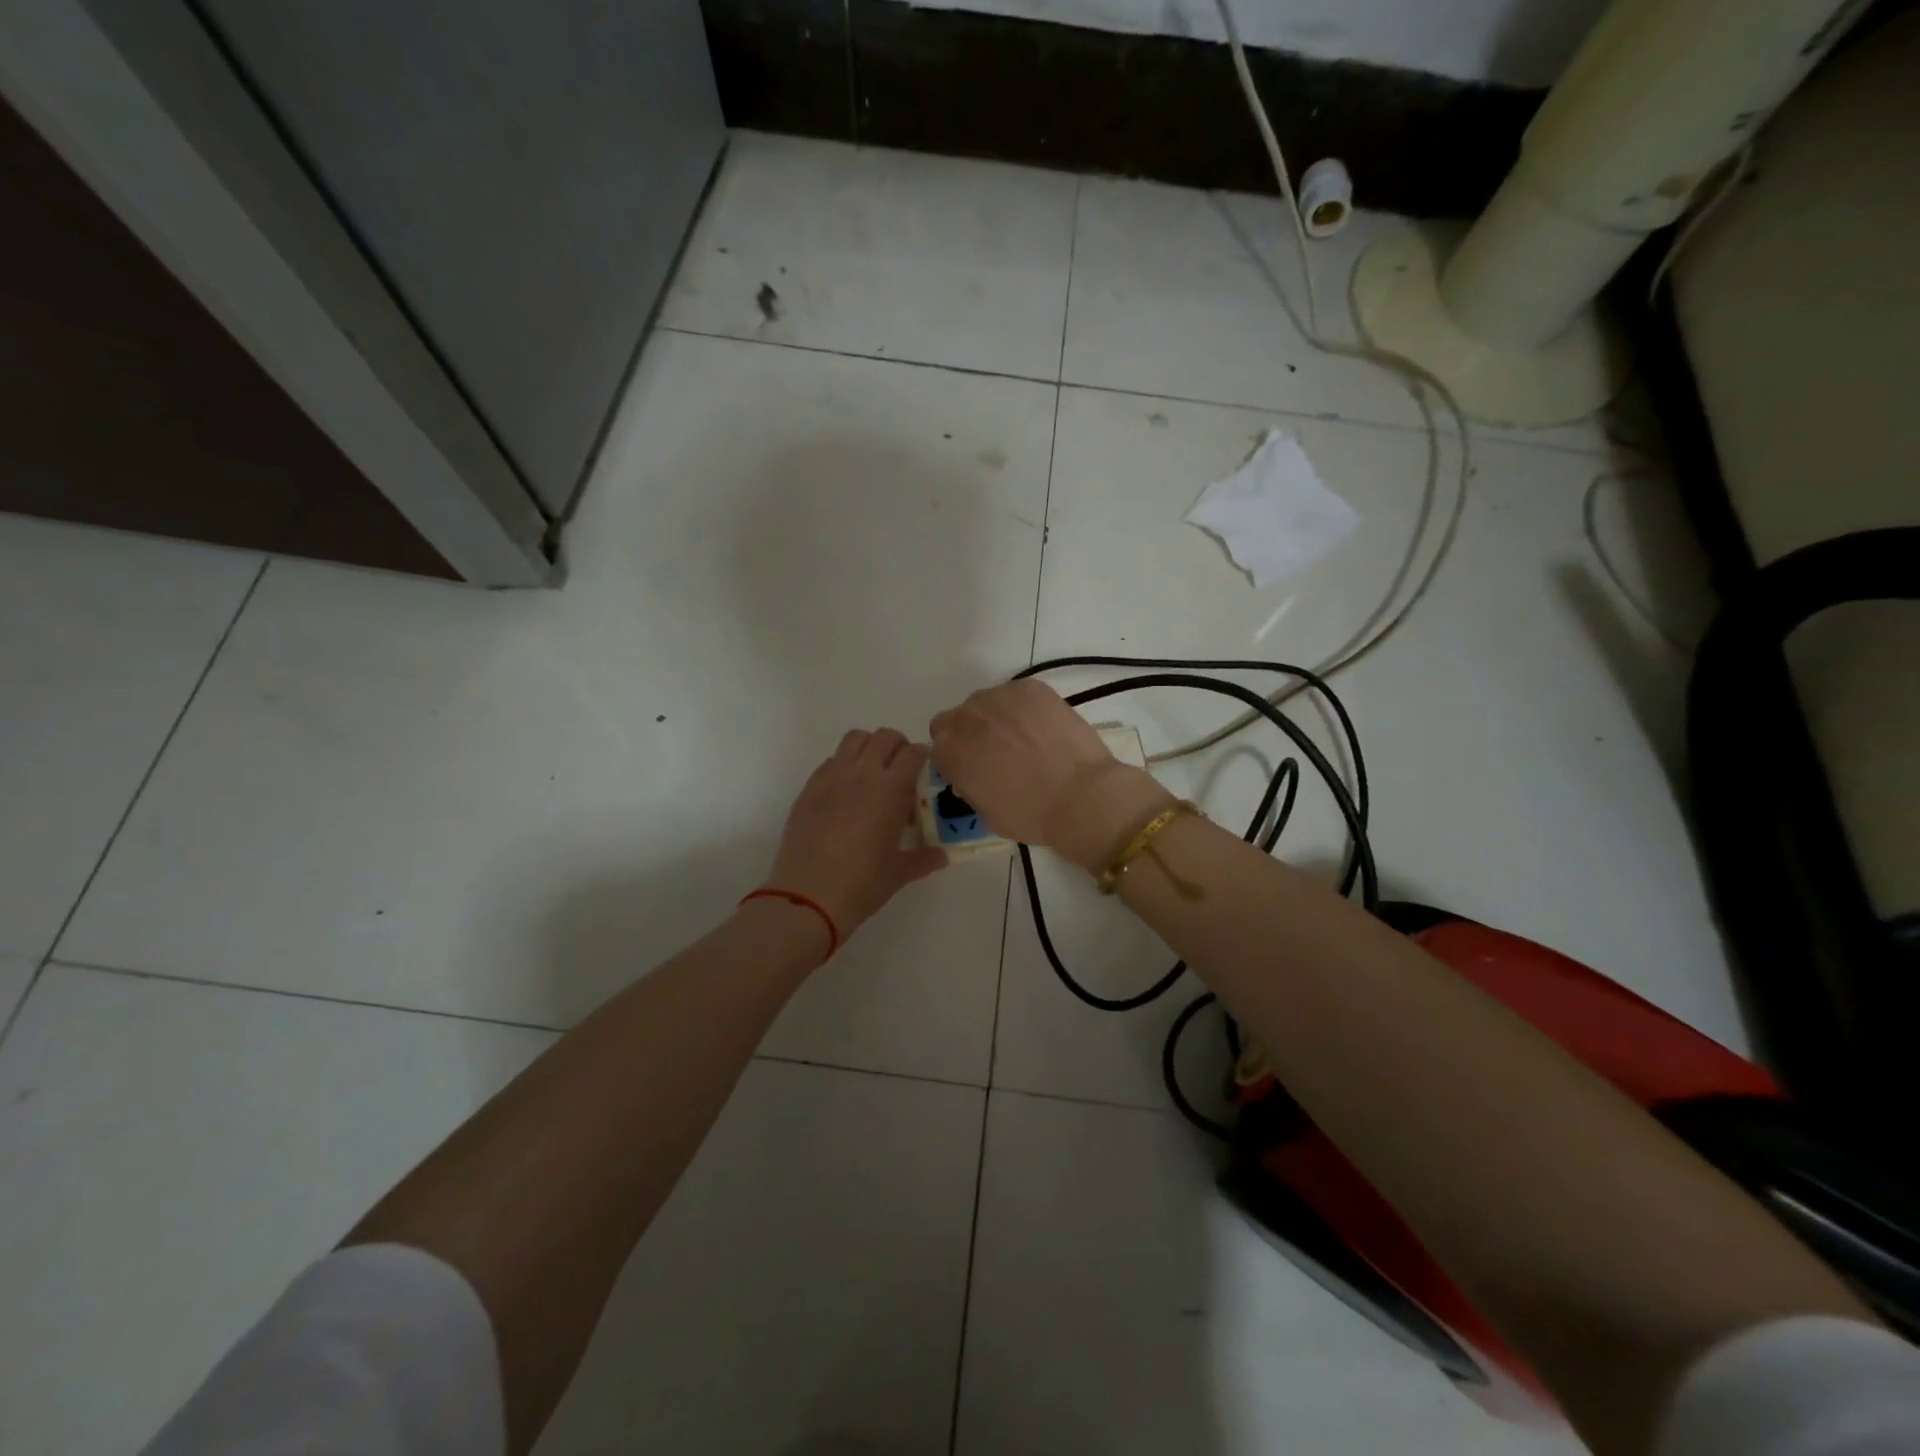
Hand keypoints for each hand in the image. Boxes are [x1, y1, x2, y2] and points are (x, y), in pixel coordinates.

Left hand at [764, 728, 946, 944]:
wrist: (808, 896)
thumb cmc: (862, 883)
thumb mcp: (899, 872)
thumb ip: (924, 858)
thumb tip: (941, 856)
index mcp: (891, 789)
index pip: (913, 753)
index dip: (922, 757)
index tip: (924, 771)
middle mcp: (862, 773)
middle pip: (884, 736)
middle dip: (898, 747)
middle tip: (901, 771)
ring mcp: (832, 777)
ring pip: (854, 739)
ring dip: (869, 748)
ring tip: (872, 775)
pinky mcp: (809, 788)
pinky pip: (831, 761)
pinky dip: (844, 765)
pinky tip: (845, 794)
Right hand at [929, 681, 1173, 870]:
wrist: (1081, 795)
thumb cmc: (1030, 815)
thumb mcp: (985, 813)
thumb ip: (969, 786)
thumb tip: (972, 775)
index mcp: (950, 751)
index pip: (938, 747)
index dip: (956, 759)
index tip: (974, 770)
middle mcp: (967, 717)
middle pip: (957, 719)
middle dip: (970, 734)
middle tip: (997, 753)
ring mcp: (999, 697)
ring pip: (986, 702)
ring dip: (995, 717)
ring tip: (1024, 738)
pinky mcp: (1030, 688)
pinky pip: (1016, 694)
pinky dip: (1024, 708)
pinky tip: (1042, 728)